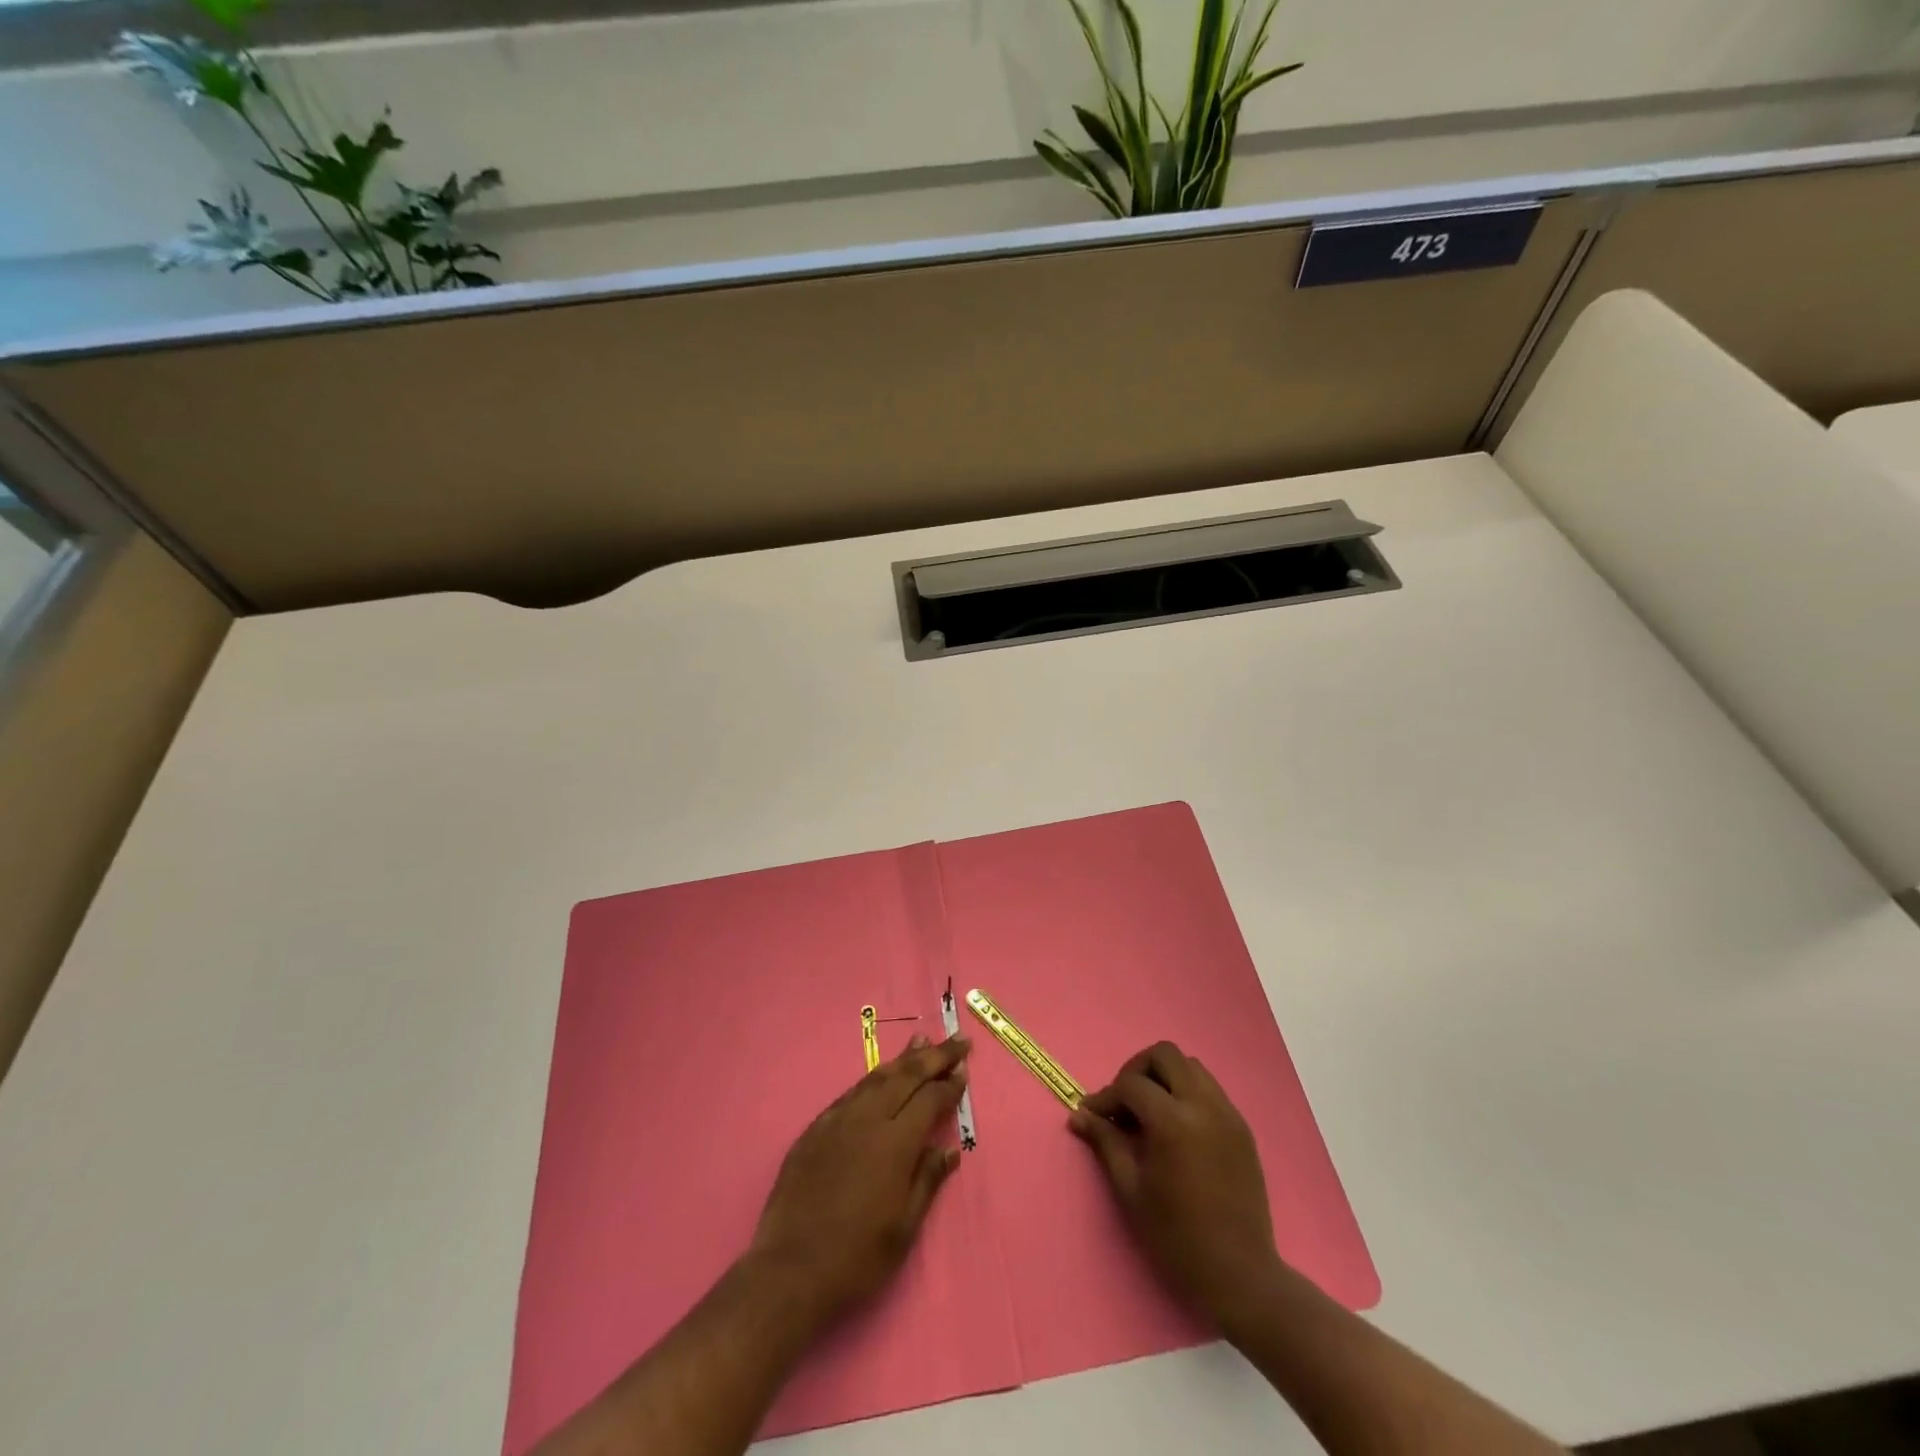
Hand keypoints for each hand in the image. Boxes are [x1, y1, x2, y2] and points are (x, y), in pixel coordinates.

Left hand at [749, 1034, 970, 1331]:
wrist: (790, 1270)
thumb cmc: (857, 1257)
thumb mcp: (904, 1228)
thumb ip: (927, 1181)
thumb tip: (949, 1149)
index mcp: (895, 1143)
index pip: (930, 1099)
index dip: (949, 1084)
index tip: (965, 1071)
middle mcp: (868, 1120)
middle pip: (906, 1076)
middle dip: (935, 1056)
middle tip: (957, 1041)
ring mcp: (837, 1120)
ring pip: (876, 1078)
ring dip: (902, 1059)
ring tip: (921, 1041)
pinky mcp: (815, 1129)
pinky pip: (850, 1094)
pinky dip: (872, 1080)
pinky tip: (878, 1078)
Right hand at [1070, 1040, 1281, 1332]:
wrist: (1241, 1275)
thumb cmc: (1177, 1237)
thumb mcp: (1131, 1190)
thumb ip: (1106, 1142)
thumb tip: (1079, 1115)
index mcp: (1174, 1123)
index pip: (1132, 1085)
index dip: (1106, 1096)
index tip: (1092, 1114)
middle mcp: (1204, 1106)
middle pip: (1164, 1055)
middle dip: (1137, 1070)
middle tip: (1124, 1102)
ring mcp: (1228, 1114)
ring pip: (1190, 1066)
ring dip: (1164, 1077)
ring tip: (1149, 1111)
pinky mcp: (1242, 1127)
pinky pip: (1210, 1088)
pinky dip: (1187, 1092)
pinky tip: (1176, 1126)